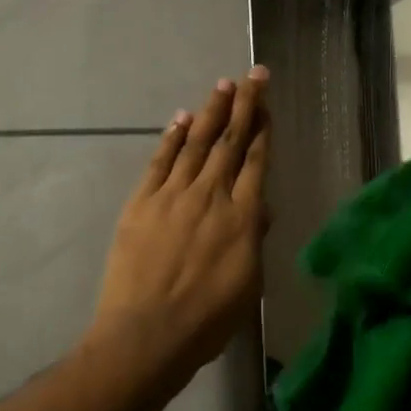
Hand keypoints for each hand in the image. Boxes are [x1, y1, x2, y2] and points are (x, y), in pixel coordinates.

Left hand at [86, 68, 271, 378]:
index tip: (268, 103)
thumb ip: (254, 241)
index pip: (255, 161)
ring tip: (224, 85)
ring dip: (211, 111)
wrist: (147, 335)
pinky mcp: (142, 203)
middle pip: (230, 141)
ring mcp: (173, 196)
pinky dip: (172, 137)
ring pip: (196, 143)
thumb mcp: (249, 286)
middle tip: (253, 75)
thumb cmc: (206, 320)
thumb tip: (260, 208)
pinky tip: (182, 118)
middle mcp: (210, 196)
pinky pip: (160, 162)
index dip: (263, 129)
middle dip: (245, 105)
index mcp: (241, 217)